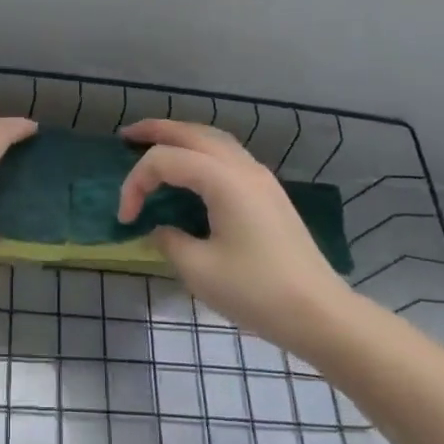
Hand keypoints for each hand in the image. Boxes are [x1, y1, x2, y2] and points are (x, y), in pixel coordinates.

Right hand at [119, 120, 350, 353]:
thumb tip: (160, 229)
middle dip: (156, 130)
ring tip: (155, 143)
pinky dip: (201, 151)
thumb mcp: (198, 270)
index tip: (125, 220)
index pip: (166, 161)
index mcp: (223, 180)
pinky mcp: (268, 193)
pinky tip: (190, 169)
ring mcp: (260, 178)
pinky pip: (227, 155)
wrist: (318, 313)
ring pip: (214, 140)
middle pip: (192, 133)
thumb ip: (169, 240)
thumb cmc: (256, 291)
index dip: (136, 184)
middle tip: (126, 137)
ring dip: (182, 136)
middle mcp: (242, 168)